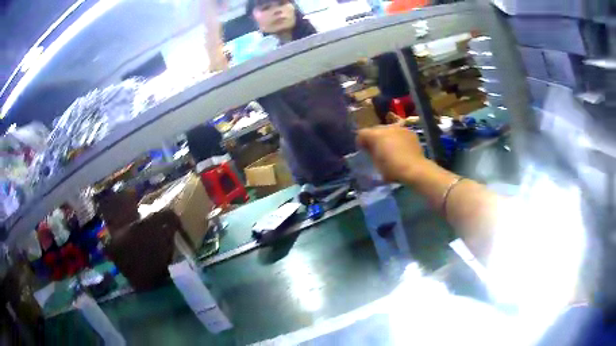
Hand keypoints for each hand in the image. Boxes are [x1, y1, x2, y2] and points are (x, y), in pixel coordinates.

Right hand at [356, 125, 430, 182]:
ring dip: (387, 137)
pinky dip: (398, 138)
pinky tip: (401, 147)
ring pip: (389, 130)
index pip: (362, 133)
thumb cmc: (392, 169)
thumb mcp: (376, 162)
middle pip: (375, 130)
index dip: (361, 142)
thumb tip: (370, 147)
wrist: (414, 169)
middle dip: (374, 138)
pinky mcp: (410, 132)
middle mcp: (387, 127)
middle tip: (377, 149)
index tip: (364, 150)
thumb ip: (371, 152)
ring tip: (390, 147)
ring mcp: (400, 128)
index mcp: (375, 135)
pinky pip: (400, 133)